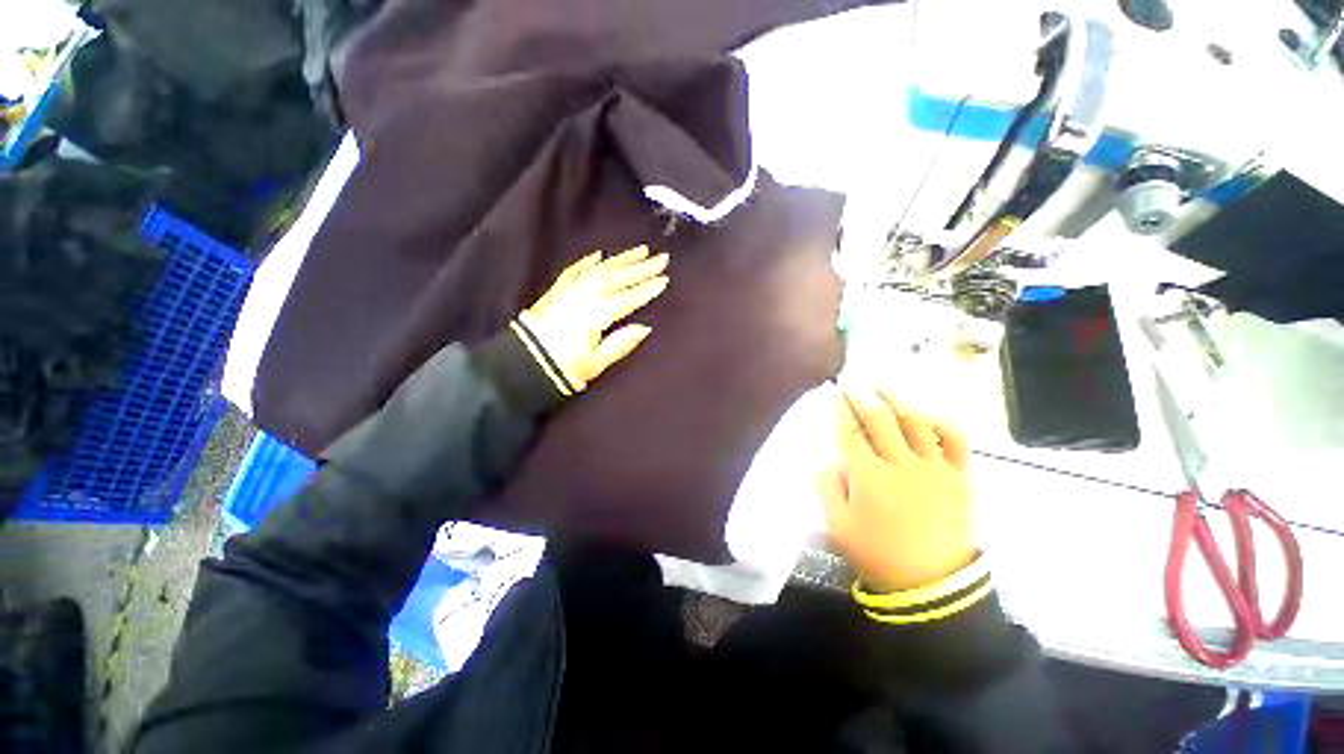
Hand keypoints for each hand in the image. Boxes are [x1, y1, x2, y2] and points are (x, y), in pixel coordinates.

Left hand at [521, 245, 668, 388]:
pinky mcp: (557, 290)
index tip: (664, 280)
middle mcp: (583, 297)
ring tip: (641, 250)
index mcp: (595, 315)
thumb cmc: (564, 368)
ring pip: (600, 269)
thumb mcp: (596, 363)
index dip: (646, 289)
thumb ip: (621, 343)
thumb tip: (645, 327)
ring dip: (621, 259)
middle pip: (617, 278)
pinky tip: (600, 255)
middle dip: (641, 267)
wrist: (524, 362)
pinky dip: (589, 261)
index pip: (627, 298)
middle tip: (662, 257)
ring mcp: (569, 290)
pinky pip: (575, 270)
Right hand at [818, 390, 974, 591]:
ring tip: (884, 386)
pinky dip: (942, 422)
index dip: (842, 410)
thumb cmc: (877, 554)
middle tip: (853, 381)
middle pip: (879, 420)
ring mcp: (934, 468)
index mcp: (868, 476)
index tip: (835, 392)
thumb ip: (826, 488)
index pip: (850, 432)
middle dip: (863, 397)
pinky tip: (929, 413)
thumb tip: (828, 461)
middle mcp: (900, 463)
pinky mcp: (958, 477)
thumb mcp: (837, 526)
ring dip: (898, 400)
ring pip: (916, 422)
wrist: (932, 585)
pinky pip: (955, 441)